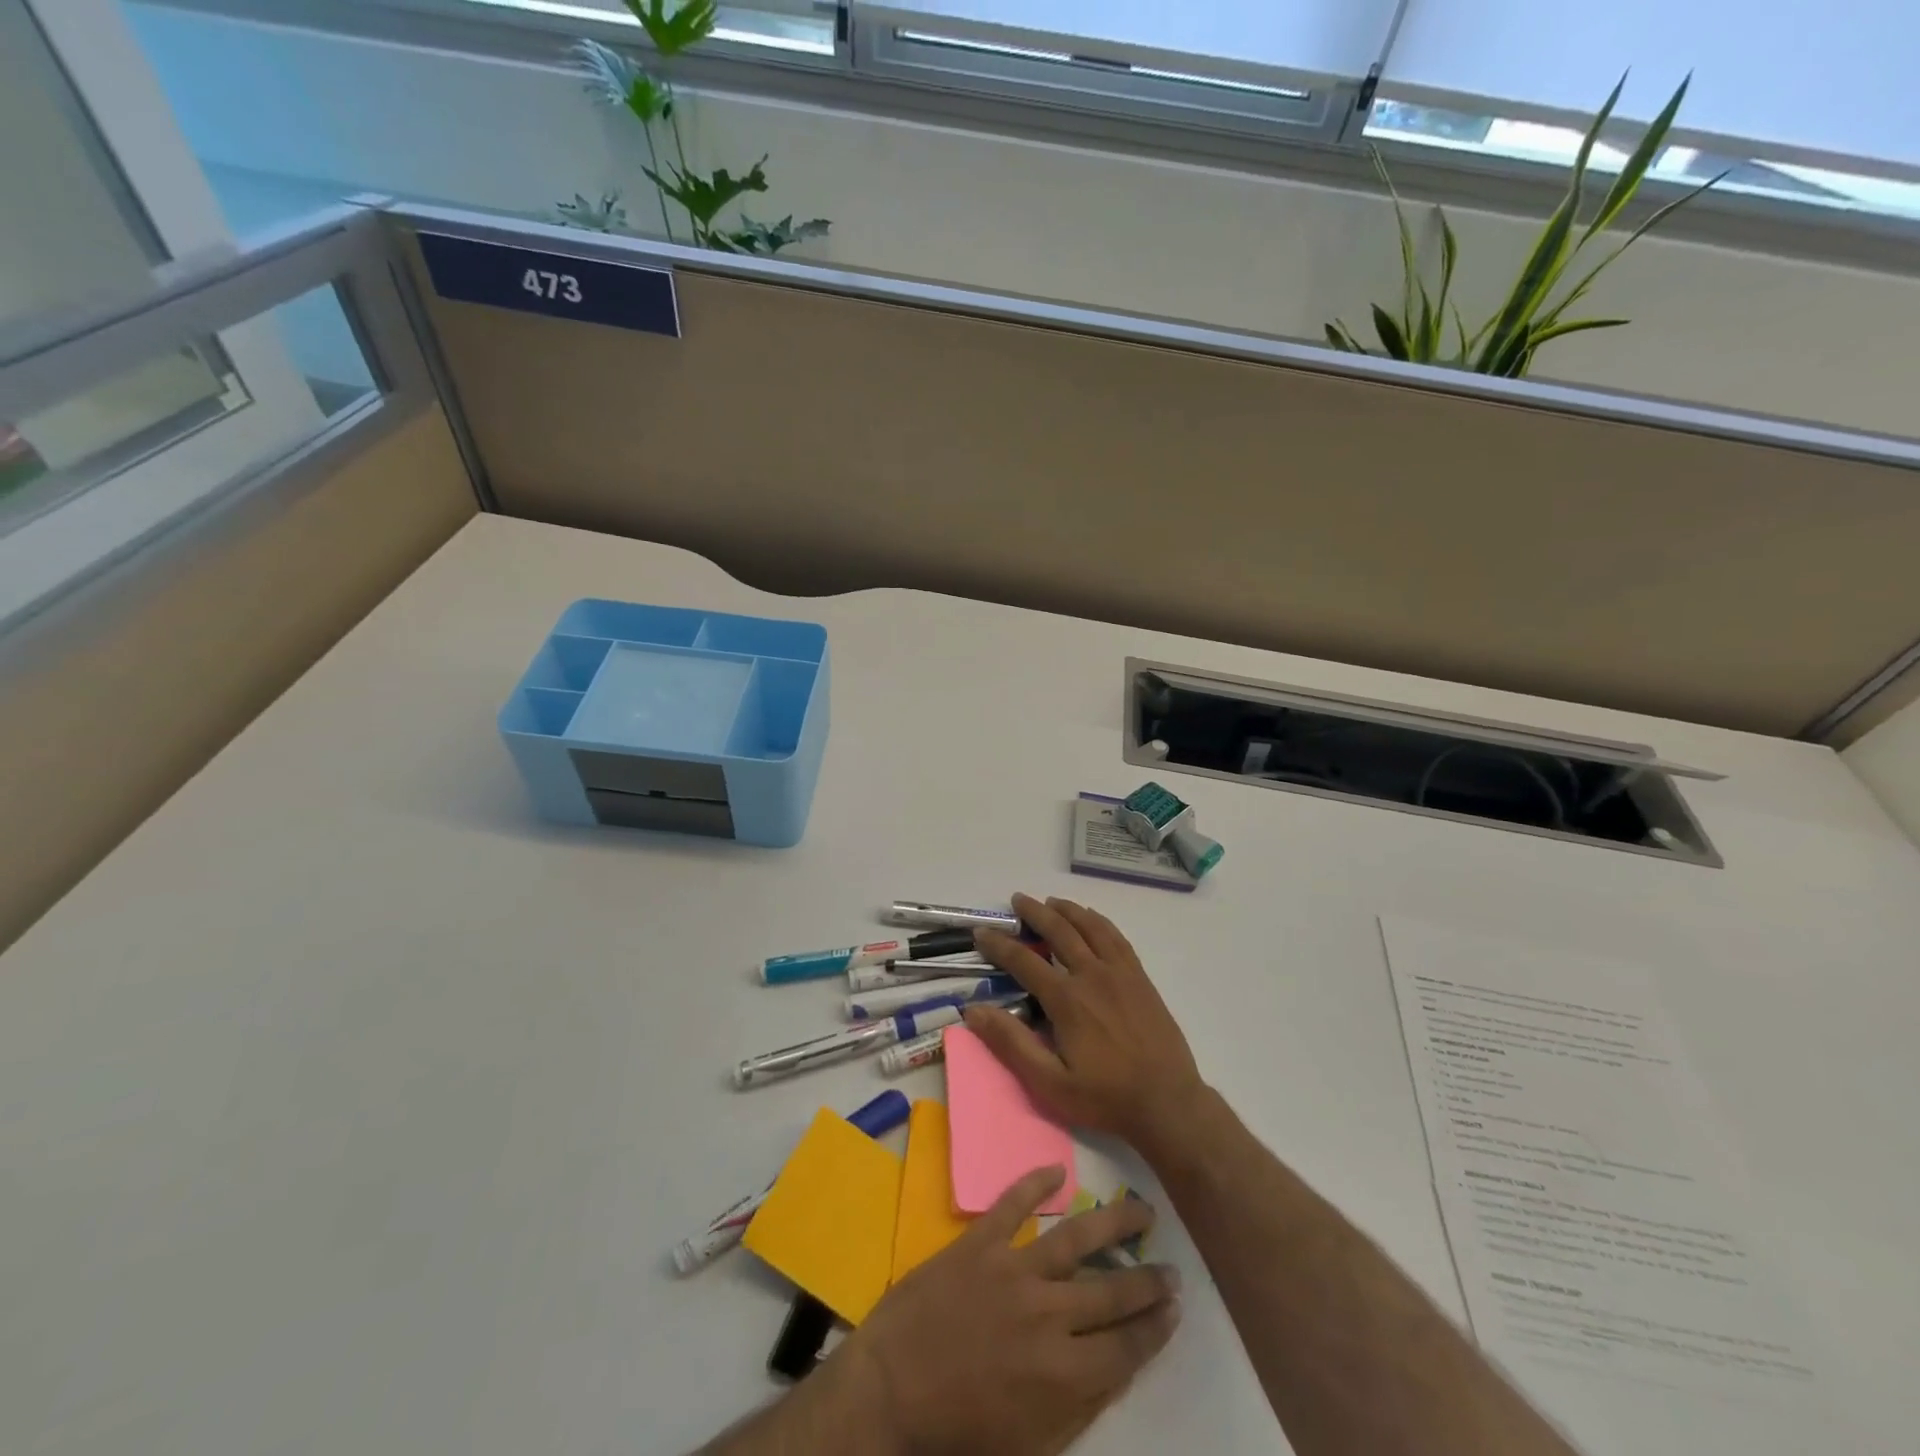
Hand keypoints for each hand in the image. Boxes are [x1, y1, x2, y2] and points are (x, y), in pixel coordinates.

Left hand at [833, 1166, 1180, 1455]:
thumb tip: (1112, 1369)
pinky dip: (1034, 1182)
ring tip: (1142, 1209)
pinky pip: (1012, 1203)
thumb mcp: (1029, 1442)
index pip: (1124, 1347)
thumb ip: (1075, 1407)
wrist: (890, 1388)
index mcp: (1061, 1373)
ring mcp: (1013, 1270)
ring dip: (1113, 1223)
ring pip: (1075, 1238)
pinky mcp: (980, 1243)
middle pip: (1111, 1293)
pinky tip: (1057, 1169)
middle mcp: (1047, 1314)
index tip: (1175, 1309)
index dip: (1154, 1328)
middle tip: (1173, 1267)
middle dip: (1147, 1281)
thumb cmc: (958, 1428)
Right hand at [965, 893, 1204, 1154]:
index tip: (981, 932)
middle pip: (1060, 931)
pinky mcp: (1140, 979)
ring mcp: (1120, 973)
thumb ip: (1012, 1043)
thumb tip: (973, 1010)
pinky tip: (1092, 918)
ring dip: (1068, 910)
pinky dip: (1099, 921)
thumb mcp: (1050, 1082)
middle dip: (1035, 913)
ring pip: (1091, 927)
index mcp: (1067, 999)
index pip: (1025, 960)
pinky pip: (1117, 938)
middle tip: (1017, 899)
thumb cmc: (1104, 1097)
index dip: (1000, 944)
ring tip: (1051, 901)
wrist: (1168, 1103)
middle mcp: (1093, 975)